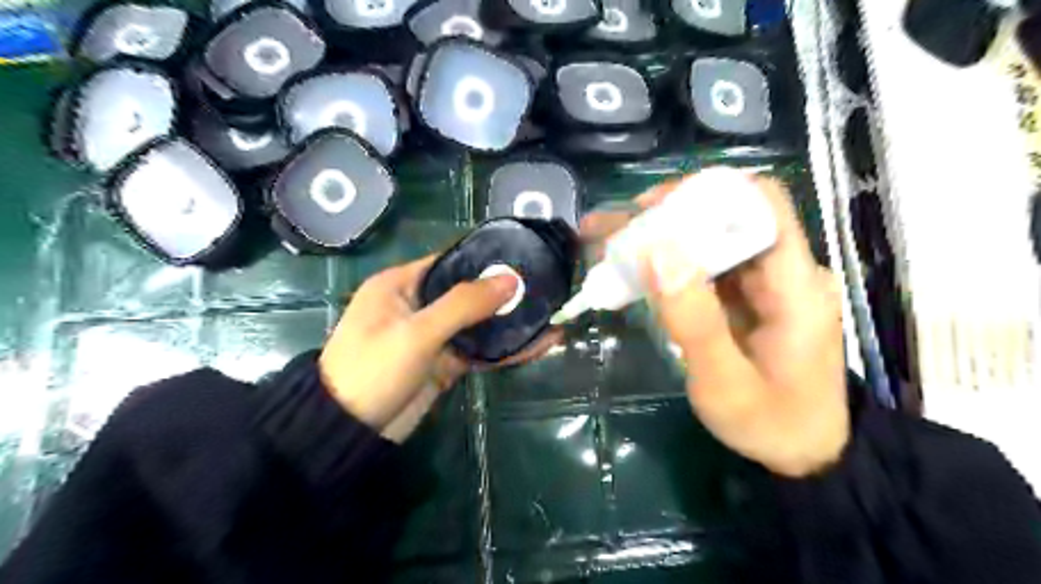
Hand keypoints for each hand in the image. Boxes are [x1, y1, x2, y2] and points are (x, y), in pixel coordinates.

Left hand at [322, 256, 557, 441]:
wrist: (349, 433)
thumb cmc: (372, 370)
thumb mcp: (416, 333)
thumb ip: (463, 305)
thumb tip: (512, 279)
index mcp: (402, 284)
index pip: (450, 261)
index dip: (485, 258)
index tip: (524, 258)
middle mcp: (419, 304)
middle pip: (469, 292)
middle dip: (505, 293)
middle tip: (546, 288)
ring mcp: (433, 336)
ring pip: (479, 323)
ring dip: (510, 323)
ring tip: (551, 315)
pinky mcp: (444, 362)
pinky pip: (480, 350)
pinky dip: (506, 349)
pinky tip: (539, 345)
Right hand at [582, 175, 848, 477]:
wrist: (804, 453)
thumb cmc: (770, 422)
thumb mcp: (724, 383)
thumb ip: (694, 320)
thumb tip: (658, 251)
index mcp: (795, 284)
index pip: (761, 203)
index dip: (706, 193)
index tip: (651, 210)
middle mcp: (784, 270)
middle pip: (727, 216)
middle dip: (667, 215)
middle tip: (614, 230)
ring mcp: (765, 283)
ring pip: (712, 238)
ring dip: (661, 237)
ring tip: (608, 241)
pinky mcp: (748, 297)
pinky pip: (706, 266)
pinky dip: (668, 264)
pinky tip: (630, 269)